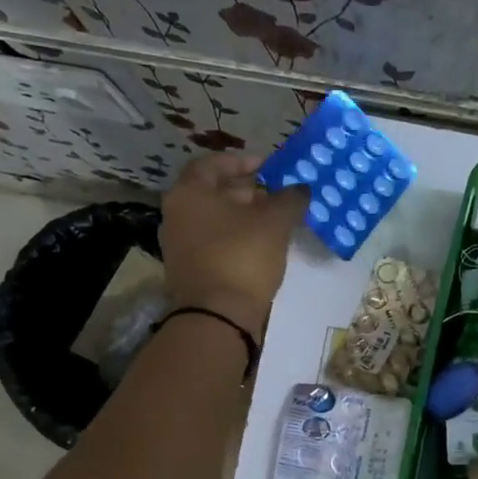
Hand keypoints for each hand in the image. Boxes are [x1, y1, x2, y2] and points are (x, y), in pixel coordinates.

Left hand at [159, 153, 309, 339]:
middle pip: (213, 192)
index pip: (213, 163)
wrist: (218, 317)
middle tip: (276, 194)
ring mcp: (179, 245)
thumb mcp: (275, 222)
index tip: (269, 166)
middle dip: (247, 190)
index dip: (243, 160)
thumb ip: (290, 199)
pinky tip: (262, 245)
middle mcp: (176, 215)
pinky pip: (215, 242)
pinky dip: (237, 237)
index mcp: (188, 193)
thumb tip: (301, 188)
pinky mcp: (190, 270)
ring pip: (215, 219)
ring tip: (275, 219)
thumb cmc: (242, 257)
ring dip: (244, 215)